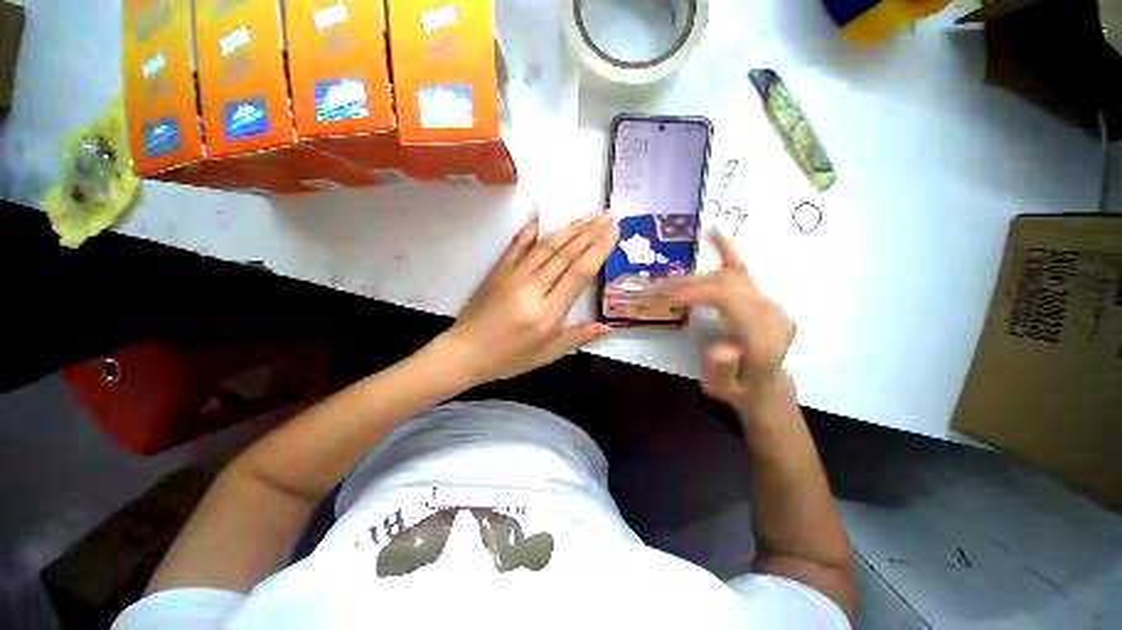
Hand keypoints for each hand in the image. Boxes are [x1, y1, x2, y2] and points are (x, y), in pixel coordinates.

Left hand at [434, 213, 619, 383]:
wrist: (465, 352)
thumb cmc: (509, 358)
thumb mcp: (547, 354)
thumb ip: (577, 337)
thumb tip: (607, 327)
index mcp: (548, 312)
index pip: (579, 274)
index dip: (598, 250)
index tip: (613, 233)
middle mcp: (532, 288)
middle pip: (566, 254)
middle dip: (589, 233)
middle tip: (607, 216)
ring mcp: (513, 275)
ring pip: (546, 246)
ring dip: (569, 229)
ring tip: (588, 216)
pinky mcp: (498, 270)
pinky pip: (516, 246)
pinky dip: (529, 233)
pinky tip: (540, 221)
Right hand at [665, 234, 795, 415]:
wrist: (765, 389)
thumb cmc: (740, 391)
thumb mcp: (724, 390)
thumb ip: (723, 370)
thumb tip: (719, 344)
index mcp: (763, 334)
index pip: (726, 296)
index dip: (693, 290)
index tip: (664, 295)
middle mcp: (770, 311)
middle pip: (724, 282)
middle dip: (687, 283)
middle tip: (657, 290)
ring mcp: (768, 302)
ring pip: (729, 274)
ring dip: (695, 276)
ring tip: (668, 281)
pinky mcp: (761, 298)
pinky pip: (743, 271)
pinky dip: (727, 251)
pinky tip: (714, 234)